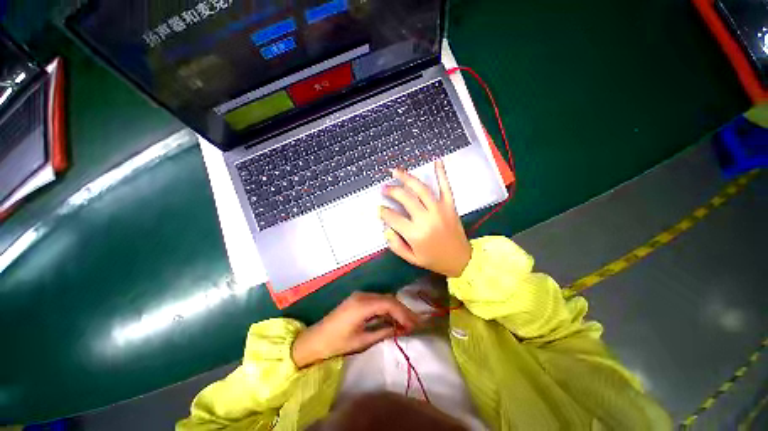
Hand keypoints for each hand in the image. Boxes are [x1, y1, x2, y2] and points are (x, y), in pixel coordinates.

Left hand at [291, 292, 418, 367]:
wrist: (315, 340)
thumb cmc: (337, 343)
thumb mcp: (362, 341)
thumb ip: (383, 332)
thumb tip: (401, 329)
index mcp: (362, 304)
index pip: (389, 303)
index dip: (403, 313)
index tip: (413, 325)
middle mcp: (362, 295)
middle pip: (388, 298)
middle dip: (402, 310)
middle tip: (414, 324)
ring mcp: (360, 295)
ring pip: (384, 298)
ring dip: (395, 309)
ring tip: (406, 322)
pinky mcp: (358, 299)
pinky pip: (377, 300)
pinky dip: (386, 308)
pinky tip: (392, 318)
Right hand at [380, 160, 471, 277]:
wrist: (461, 260)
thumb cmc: (435, 260)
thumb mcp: (412, 259)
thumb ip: (396, 245)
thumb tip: (386, 229)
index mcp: (415, 234)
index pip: (393, 217)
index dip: (384, 212)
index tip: (380, 209)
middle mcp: (426, 218)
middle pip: (405, 198)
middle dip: (392, 191)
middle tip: (384, 188)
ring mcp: (439, 209)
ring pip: (421, 189)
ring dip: (407, 178)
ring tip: (396, 171)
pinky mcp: (450, 206)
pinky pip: (445, 187)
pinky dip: (441, 173)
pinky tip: (437, 161)